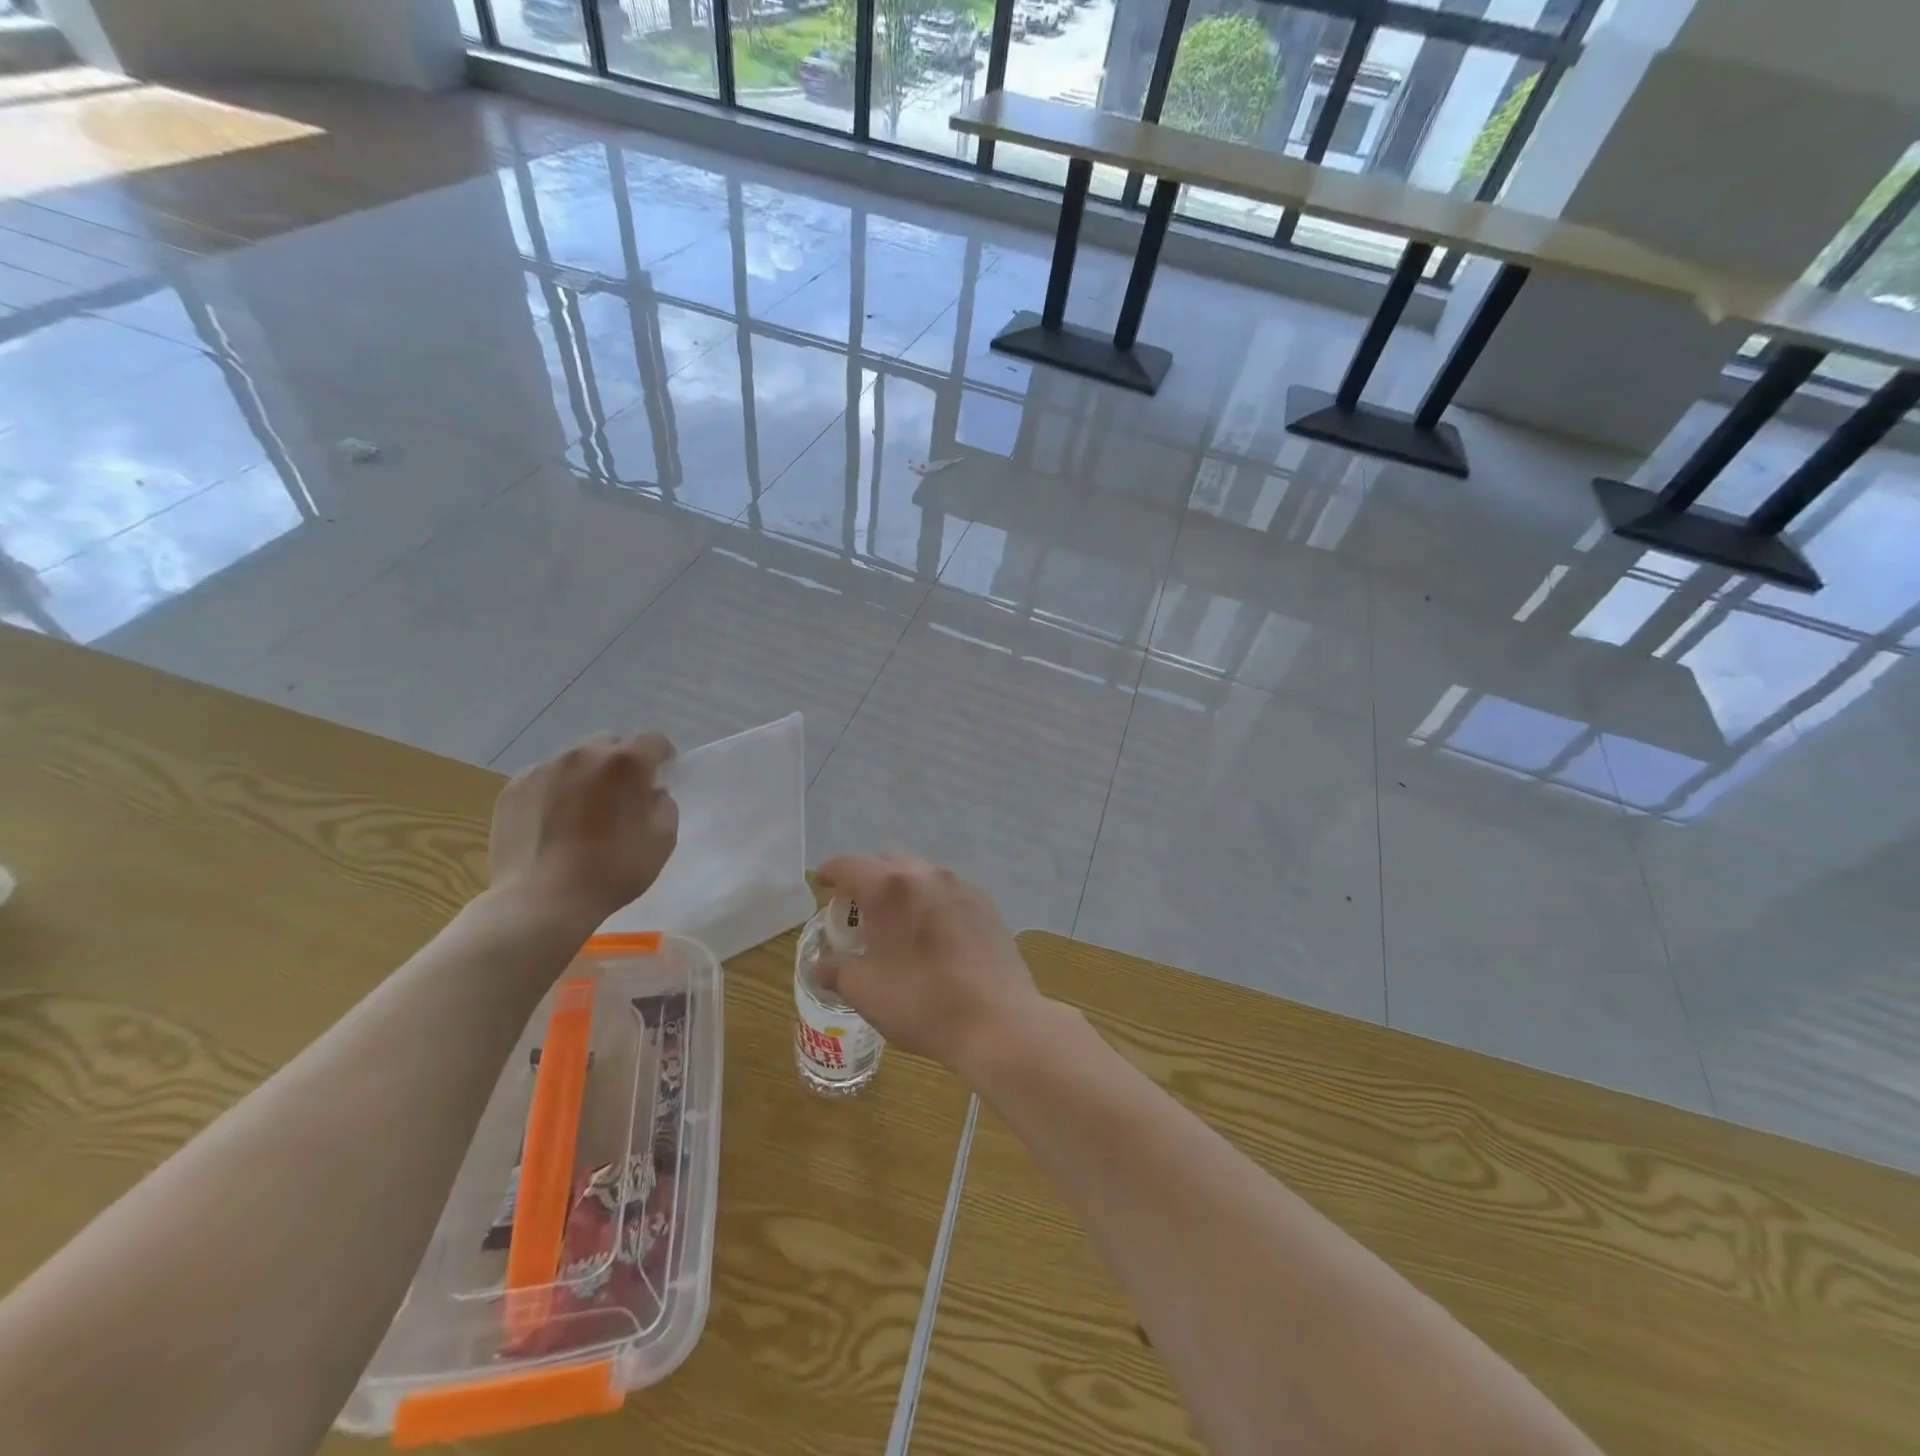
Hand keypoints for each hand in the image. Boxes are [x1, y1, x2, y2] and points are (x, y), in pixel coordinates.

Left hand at [489, 733, 678, 931]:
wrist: (540, 901)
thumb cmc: (611, 871)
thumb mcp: (663, 841)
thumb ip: (664, 805)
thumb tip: (651, 793)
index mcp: (626, 763)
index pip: (653, 740)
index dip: (663, 757)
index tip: (660, 780)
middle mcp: (584, 754)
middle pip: (612, 744)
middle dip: (623, 762)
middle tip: (623, 795)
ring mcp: (544, 768)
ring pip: (576, 758)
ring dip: (588, 774)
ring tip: (584, 809)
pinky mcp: (513, 787)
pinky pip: (545, 777)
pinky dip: (556, 789)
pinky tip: (555, 821)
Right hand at [813, 855, 1042, 1077]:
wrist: (998, 1021)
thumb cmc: (922, 1003)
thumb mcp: (865, 991)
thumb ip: (835, 970)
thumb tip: (820, 964)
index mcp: (890, 888)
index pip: (848, 865)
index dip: (830, 873)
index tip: (822, 885)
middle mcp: (926, 874)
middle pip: (886, 862)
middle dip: (867, 879)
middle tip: (858, 912)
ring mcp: (961, 886)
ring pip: (920, 873)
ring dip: (901, 888)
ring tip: (896, 923)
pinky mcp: (986, 904)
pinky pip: (947, 890)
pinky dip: (929, 900)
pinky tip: (931, 933)